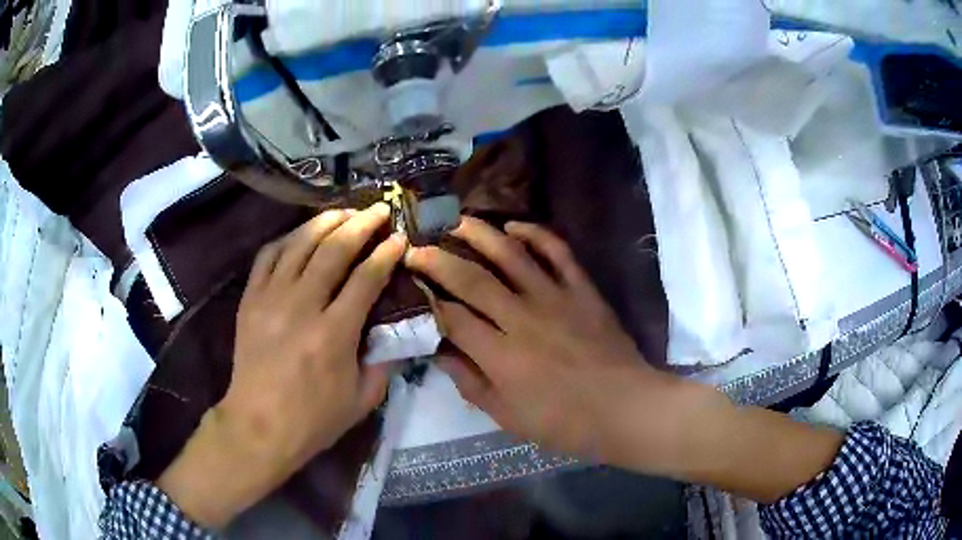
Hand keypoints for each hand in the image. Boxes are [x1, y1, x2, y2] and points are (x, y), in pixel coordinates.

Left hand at [158, 204, 405, 526]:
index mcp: (334, 334)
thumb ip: (385, 361)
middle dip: (362, 224)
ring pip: (300, 243)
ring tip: (345, 212)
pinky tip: (302, 234)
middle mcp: (302, 306)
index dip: (386, 253)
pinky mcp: (250, 299)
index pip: (366, 278)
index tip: (399, 238)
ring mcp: (271, 298)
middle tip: (379, 210)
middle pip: (334, 249)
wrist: (259, 425)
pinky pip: (268, 255)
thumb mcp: (363, 400)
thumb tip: (397, 329)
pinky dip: (288, 238)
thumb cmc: (314, 419)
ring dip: (326, 222)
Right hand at [404, 217, 683, 466]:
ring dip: (480, 234)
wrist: (625, 408)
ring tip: (457, 223)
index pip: (452, 318)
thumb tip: (441, 354)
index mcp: (501, 356)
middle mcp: (522, 318)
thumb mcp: (508, 417)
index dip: (427, 300)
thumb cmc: (564, 422)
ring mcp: (555, 298)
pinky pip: (558, 252)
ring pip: (511, 255)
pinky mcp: (582, 290)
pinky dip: (536, 234)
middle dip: (438, 260)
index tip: (412, 287)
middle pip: (472, 279)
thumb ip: (471, 383)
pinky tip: (515, 226)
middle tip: (417, 248)